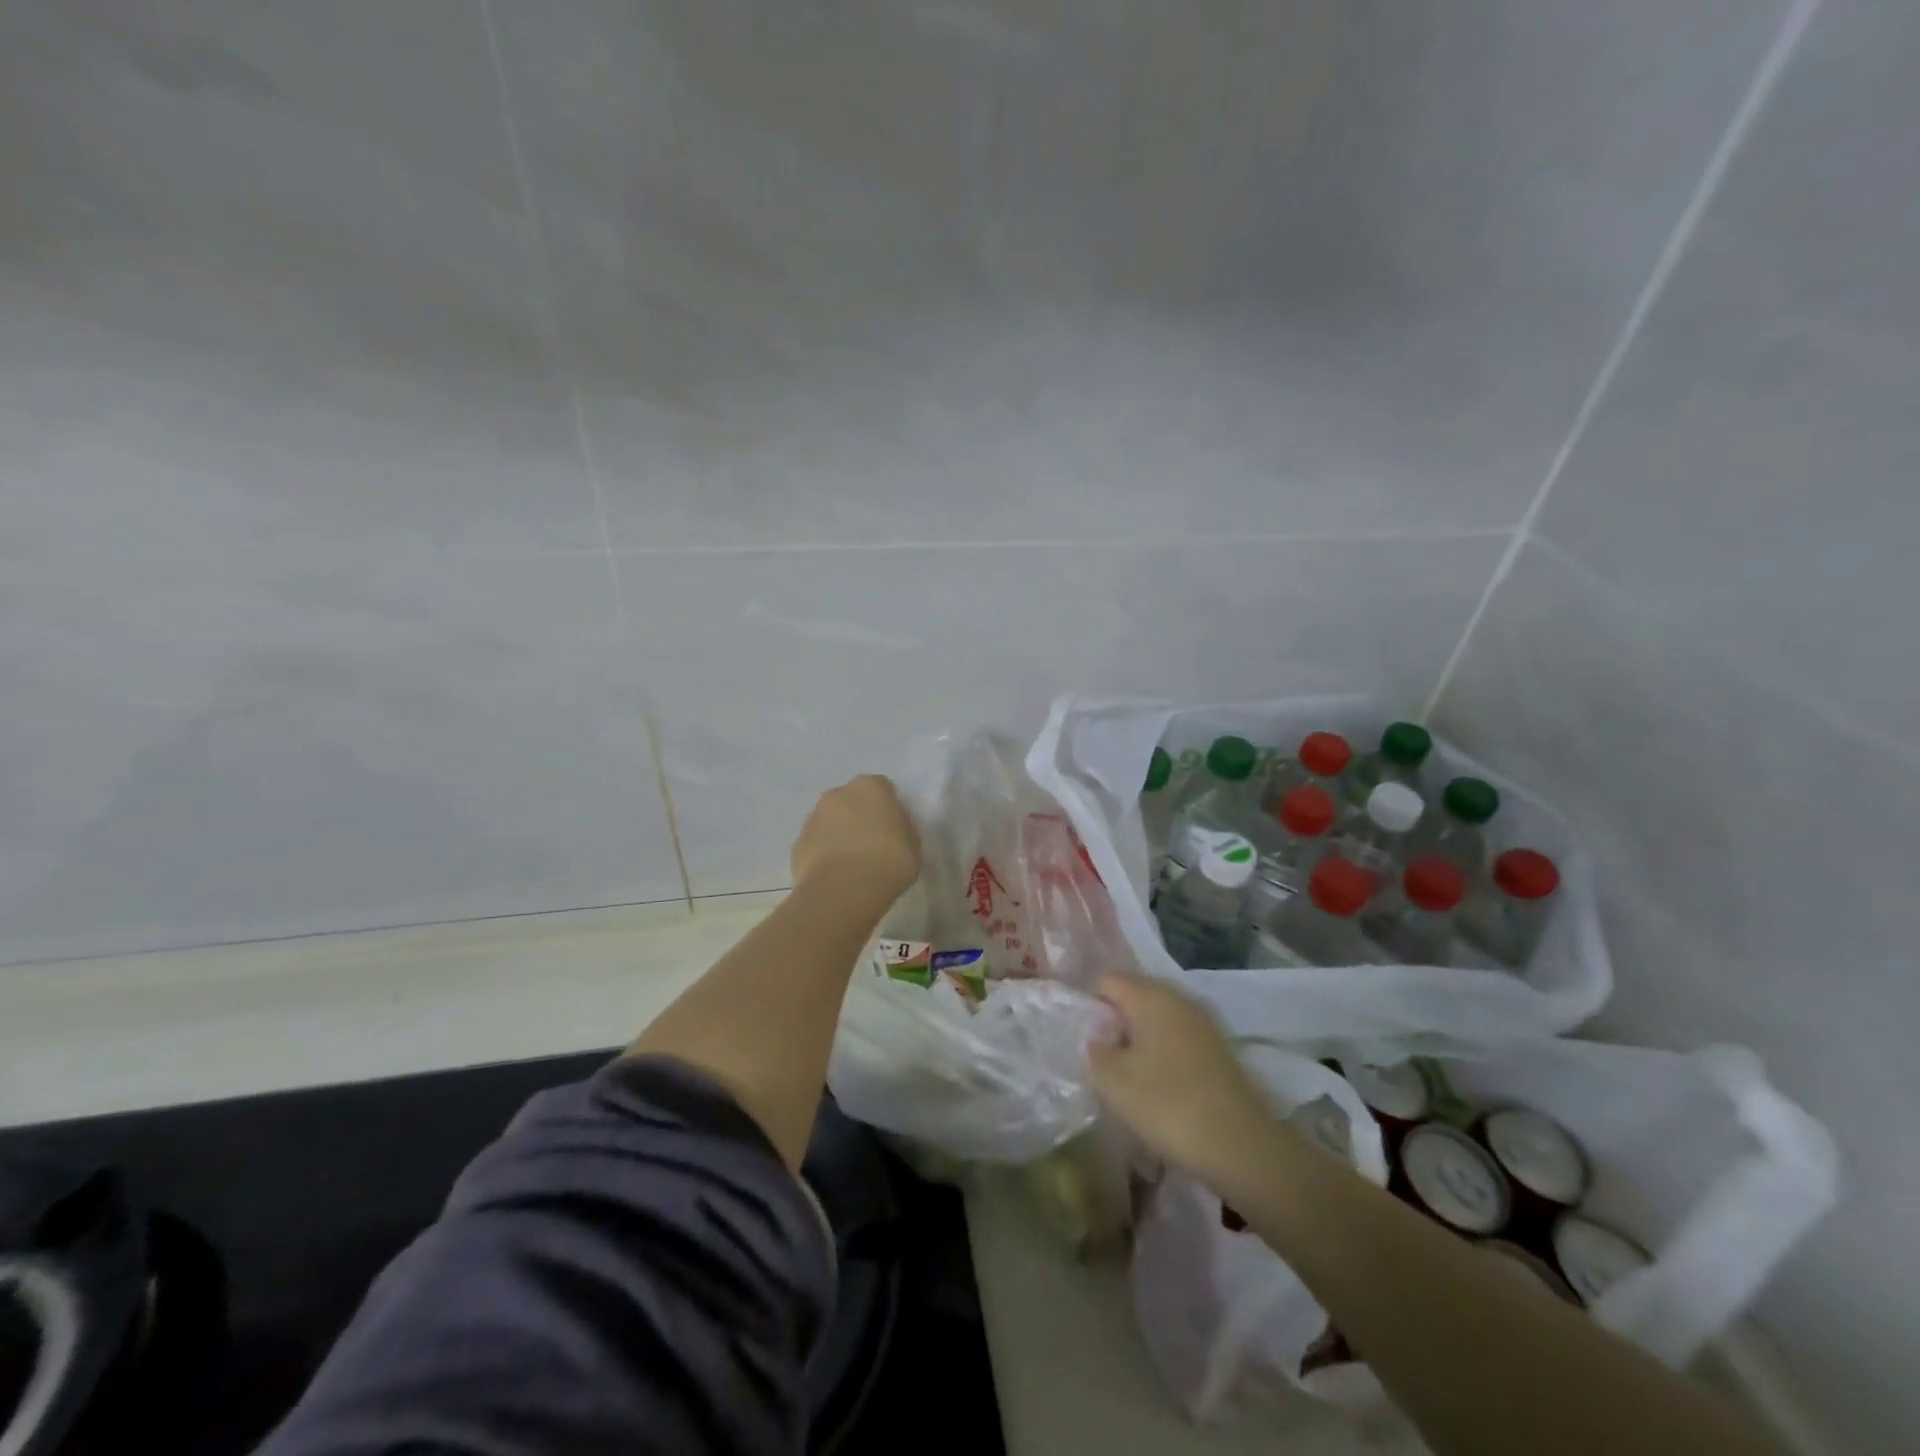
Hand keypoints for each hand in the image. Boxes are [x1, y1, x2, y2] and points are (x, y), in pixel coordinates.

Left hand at [791, 774, 921, 904]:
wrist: (845, 890)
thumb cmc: (889, 861)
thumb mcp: (912, 843)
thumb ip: (901, 828)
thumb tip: (892, 829)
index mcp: (869, 787)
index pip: (882, 788)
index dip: (888, 808)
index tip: (894, 828)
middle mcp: (837, 794)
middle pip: (851, 801)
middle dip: (859, 816)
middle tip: (873, 843)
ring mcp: (813, 818)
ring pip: (829, 821)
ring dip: (839, 834)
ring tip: (852, 864)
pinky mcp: (797, 844)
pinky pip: (816, 845)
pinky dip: (824, 855)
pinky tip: (835, 875)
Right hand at [1088, 973, 1280, 1184]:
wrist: (1240, 1145)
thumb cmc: (1166, 1103)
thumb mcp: (1112, 1080)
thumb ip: (1094, 1051)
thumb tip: (1096, 1039)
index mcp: (1150, 995)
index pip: (1108, 982)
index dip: (1092, 1007)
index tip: (1088, 1043)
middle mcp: (1178, 998)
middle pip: (1135, 997)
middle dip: (1117, 1024)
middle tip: (1106, 1061)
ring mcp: (1202, 1023)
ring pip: (1158, 1019)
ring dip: (1141, 1041)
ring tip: (1131, 1078)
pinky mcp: (1218, 1049)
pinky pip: (1178, 1039)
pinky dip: (1164, 1055)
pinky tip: (1161, 1088)